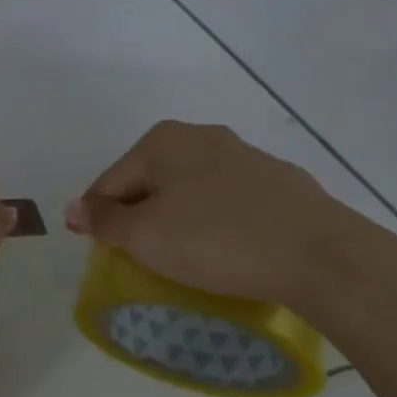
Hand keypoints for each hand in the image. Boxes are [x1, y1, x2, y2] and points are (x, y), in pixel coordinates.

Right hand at [65, 121, 364, 308]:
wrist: (322, 256)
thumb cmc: (217, 240)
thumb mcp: (145, 237)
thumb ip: (104, 221)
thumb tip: (73, 208)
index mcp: (162, 141)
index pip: (110, 182)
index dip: (99, 220)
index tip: (104, 255)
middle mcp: (201, 136)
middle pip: (150, 182)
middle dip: (140, 218)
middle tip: (143, 260)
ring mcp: (245, 156)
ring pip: (191, 191)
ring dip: (178, 220)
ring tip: (186, 259)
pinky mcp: (281, 182)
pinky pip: (229, 202)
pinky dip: (216, 222)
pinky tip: (227, 250)